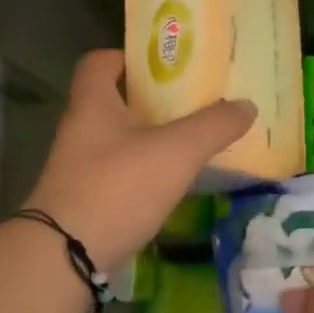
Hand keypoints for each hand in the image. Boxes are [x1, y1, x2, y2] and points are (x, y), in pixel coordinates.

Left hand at [23, 51, 253, 270]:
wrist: (67, 255)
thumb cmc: (118, 188)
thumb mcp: (176, 151)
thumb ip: (213, 126)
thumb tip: (247, 105)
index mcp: (93, 104)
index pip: (100, 62)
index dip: (129, 57)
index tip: (166, 66)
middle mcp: (80, 131)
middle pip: (115, 103)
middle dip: (152, 101)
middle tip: (193, 105)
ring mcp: (80, 169)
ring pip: (118, 142)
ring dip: (150, 140)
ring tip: (191, 145)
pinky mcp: (86, 202)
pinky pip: (119, 175)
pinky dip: (144, 174)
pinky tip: (172, 186)